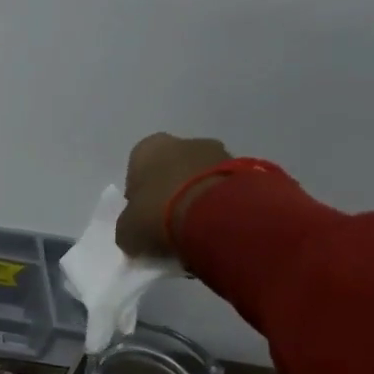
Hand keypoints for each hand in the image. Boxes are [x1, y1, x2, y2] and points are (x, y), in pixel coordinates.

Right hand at [113, 134, 230, 259]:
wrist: (216, 214)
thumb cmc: (158, 214)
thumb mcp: (127, 230)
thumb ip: (128, 227)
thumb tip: (135, 231)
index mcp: (148, 148)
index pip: (137, 169)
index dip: (139, 194)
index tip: (143, 216)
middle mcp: (184, 141)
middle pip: (171, 169)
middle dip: (170, 190)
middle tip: (169, 221)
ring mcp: (219, 151)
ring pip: (200, 176)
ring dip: (197, 196)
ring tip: (196, 228)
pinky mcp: (247, 168)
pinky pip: (224, 187)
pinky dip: (220, 203)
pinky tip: (217, 226)